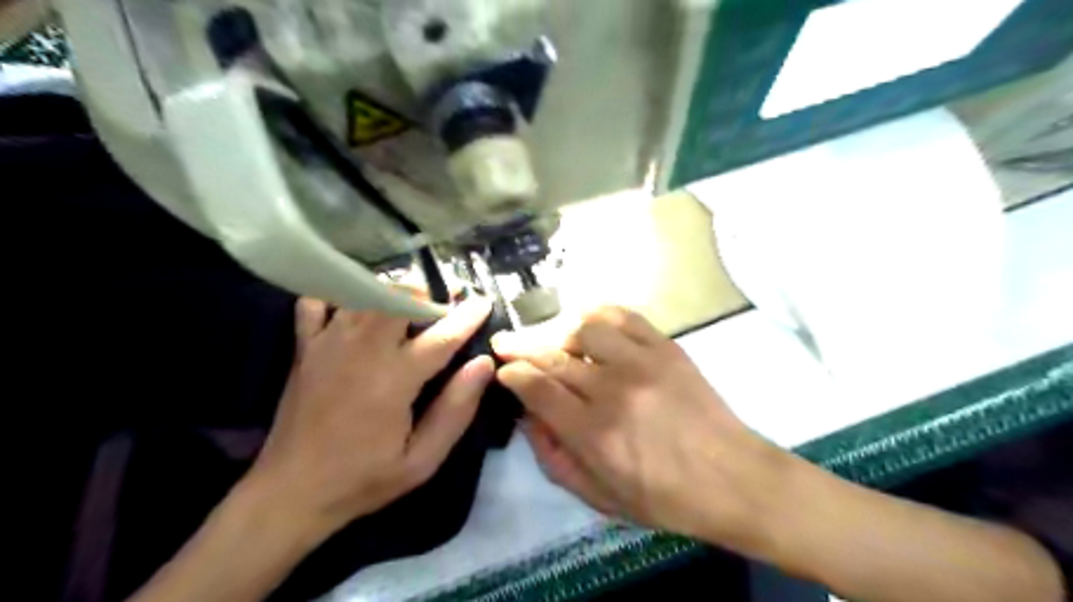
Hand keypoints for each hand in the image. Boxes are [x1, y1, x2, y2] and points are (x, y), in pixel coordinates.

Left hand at [245, 295, 495, 536]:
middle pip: (398, 297)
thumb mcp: (422, 460)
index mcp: (394, 379)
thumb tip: (483, 365)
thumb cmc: (363, 478)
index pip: (441, 336)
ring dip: (391, 291)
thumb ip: (455, 410)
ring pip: (364, 293)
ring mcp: (329, 343)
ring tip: (408, 303)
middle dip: (425, 293)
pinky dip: (337, 295)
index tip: (484, 301)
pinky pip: (316, 302)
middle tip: (441, 304)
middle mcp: (363, 350)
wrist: (291, 492)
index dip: (467, 316)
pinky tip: (353, 306)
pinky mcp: (305, 347)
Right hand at [494, 308, 784, 546]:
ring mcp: (642, 362)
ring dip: (558, 330)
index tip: (503, 370)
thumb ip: (554, 459)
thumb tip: (528, 418)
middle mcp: (613, 390)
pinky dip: (597, 314)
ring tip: (549, 339)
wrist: (733, 478)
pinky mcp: (666, 347)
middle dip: (521, 346)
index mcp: (594, 433)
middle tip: (505, 343)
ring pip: (584, 327)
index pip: (537, 388)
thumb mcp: (600, 498)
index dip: (512, 374)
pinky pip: (623, 316)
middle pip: (553, 355)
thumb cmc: (665, 498)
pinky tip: (586, 322)